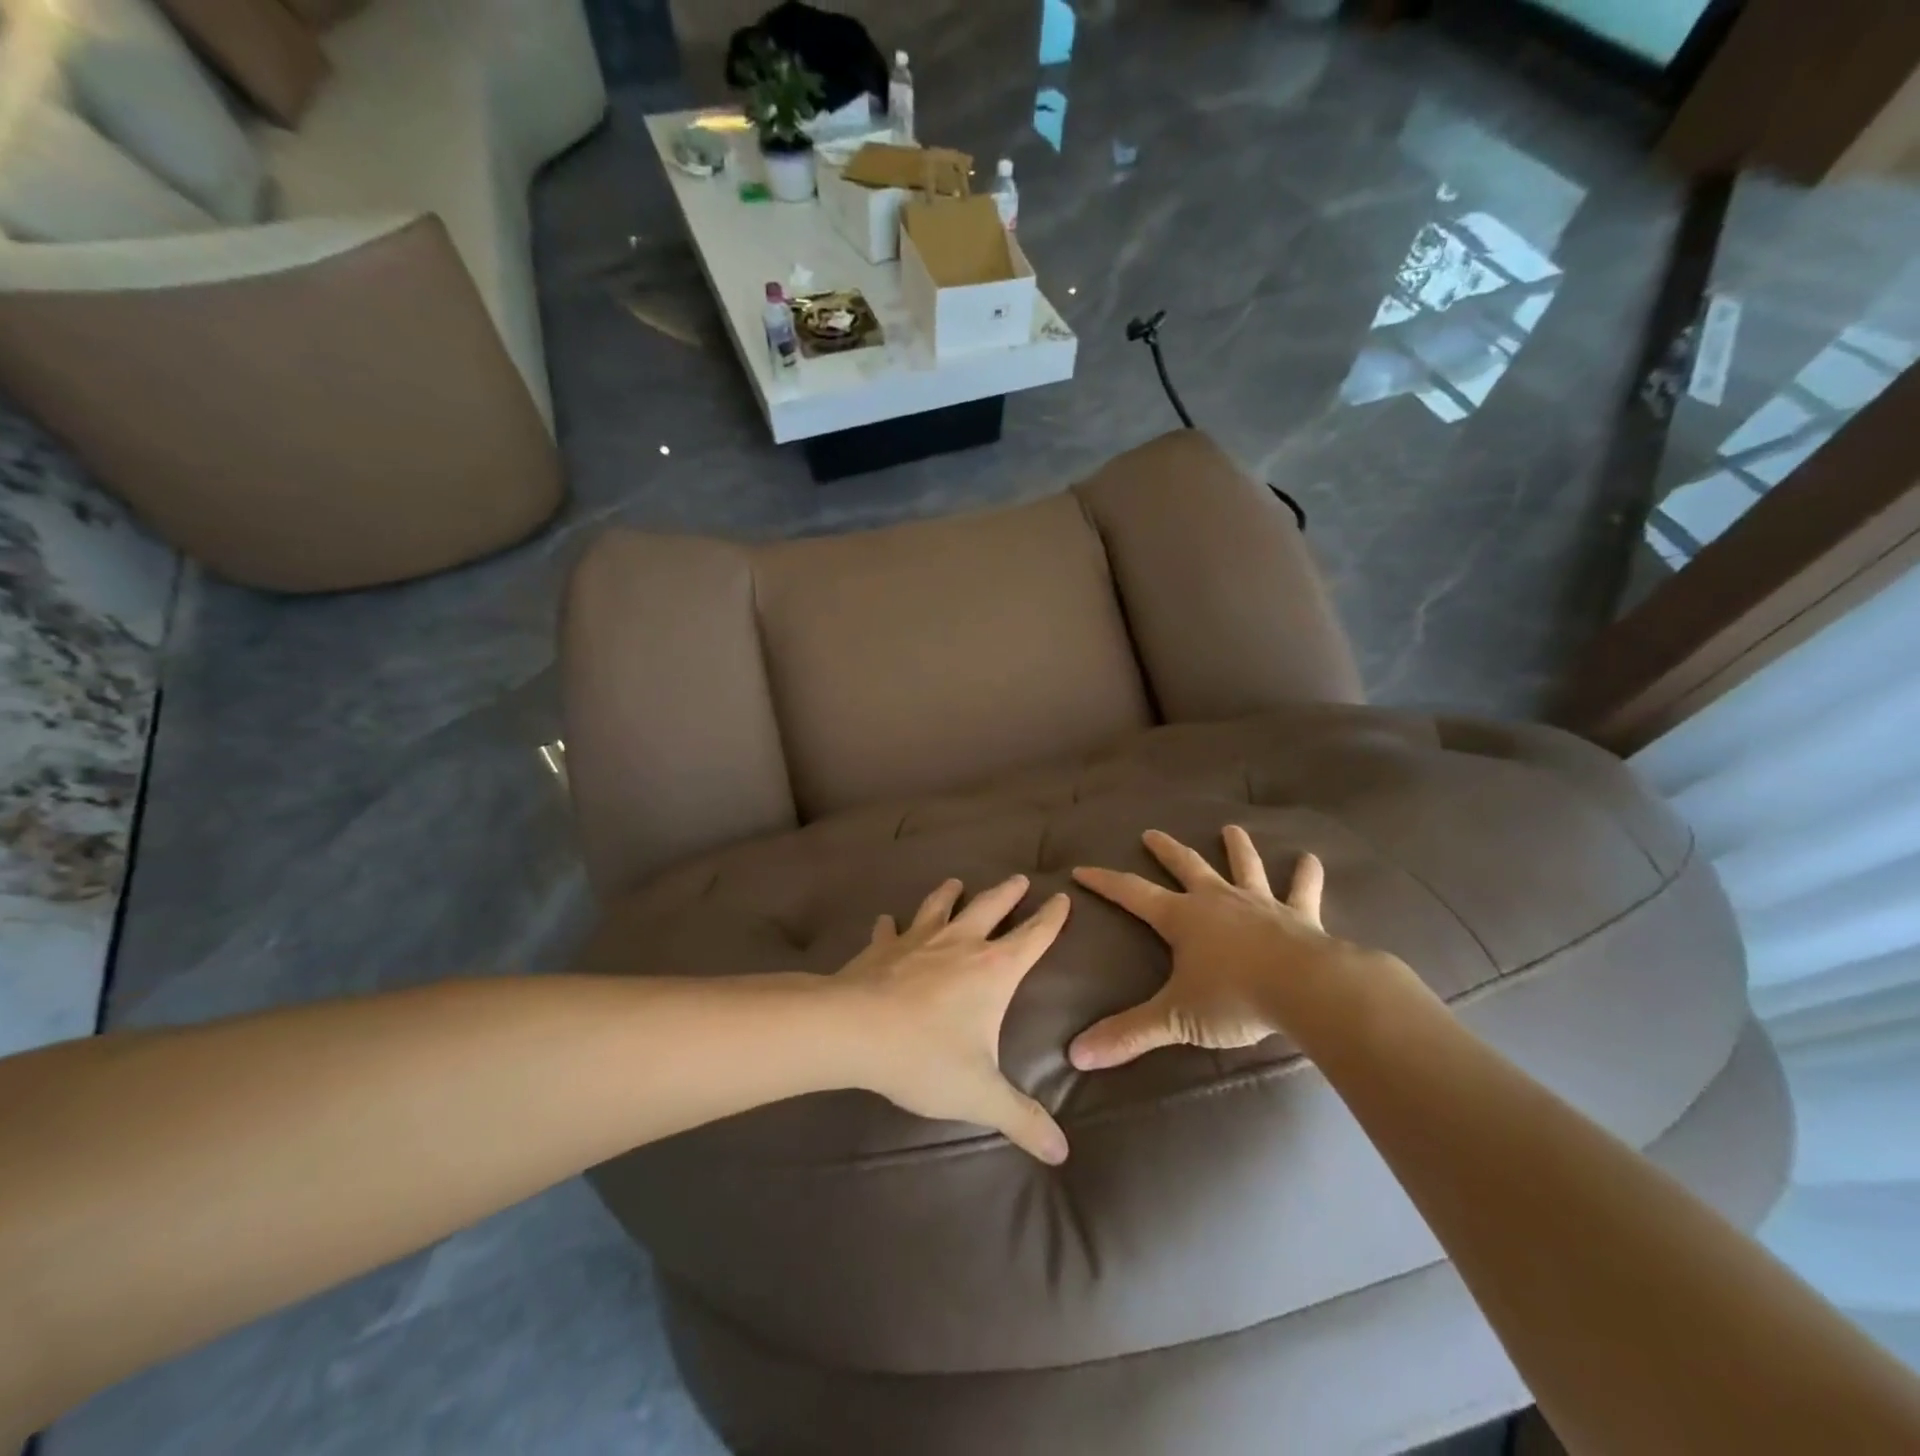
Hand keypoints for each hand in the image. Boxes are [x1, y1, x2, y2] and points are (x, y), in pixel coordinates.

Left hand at [832, 874, 1070, 1164]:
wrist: (853, 1031)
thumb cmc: (925, 1057)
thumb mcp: (980, 1094)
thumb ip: (1021, 1120)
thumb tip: (1061, 1154)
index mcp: (993, 970)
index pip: (1033, 937)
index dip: (1051, 918)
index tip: (1060, 897)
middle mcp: (960, 944)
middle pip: (990, 907)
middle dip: (1008, 893)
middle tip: (1019, 878)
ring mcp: (918, 940)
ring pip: (939, 906)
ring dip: (950, 893)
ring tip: (956, 882)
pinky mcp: (882, 948)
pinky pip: (888, 930)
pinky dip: (889, 924)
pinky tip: (885, 920)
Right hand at [1069, 826, 1374, 1069]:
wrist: (1306, 990)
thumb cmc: (1235, 998)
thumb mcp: (1176, 1018)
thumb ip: (1128, 1034)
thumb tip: (1076, 1055)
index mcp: (1182, 918)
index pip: (1132, 893)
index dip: (1105, 882)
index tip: (1081, 869)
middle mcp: (1217, 901)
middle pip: (1186, 866)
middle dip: (1166, 850)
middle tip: (1151, 833)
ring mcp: (1260, 904)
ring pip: (1244, 868)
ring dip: (1237, 848)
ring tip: (1232, 829)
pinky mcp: (1300, 917)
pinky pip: (1303, 891)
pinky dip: (1307, 875)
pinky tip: (1311, 859)